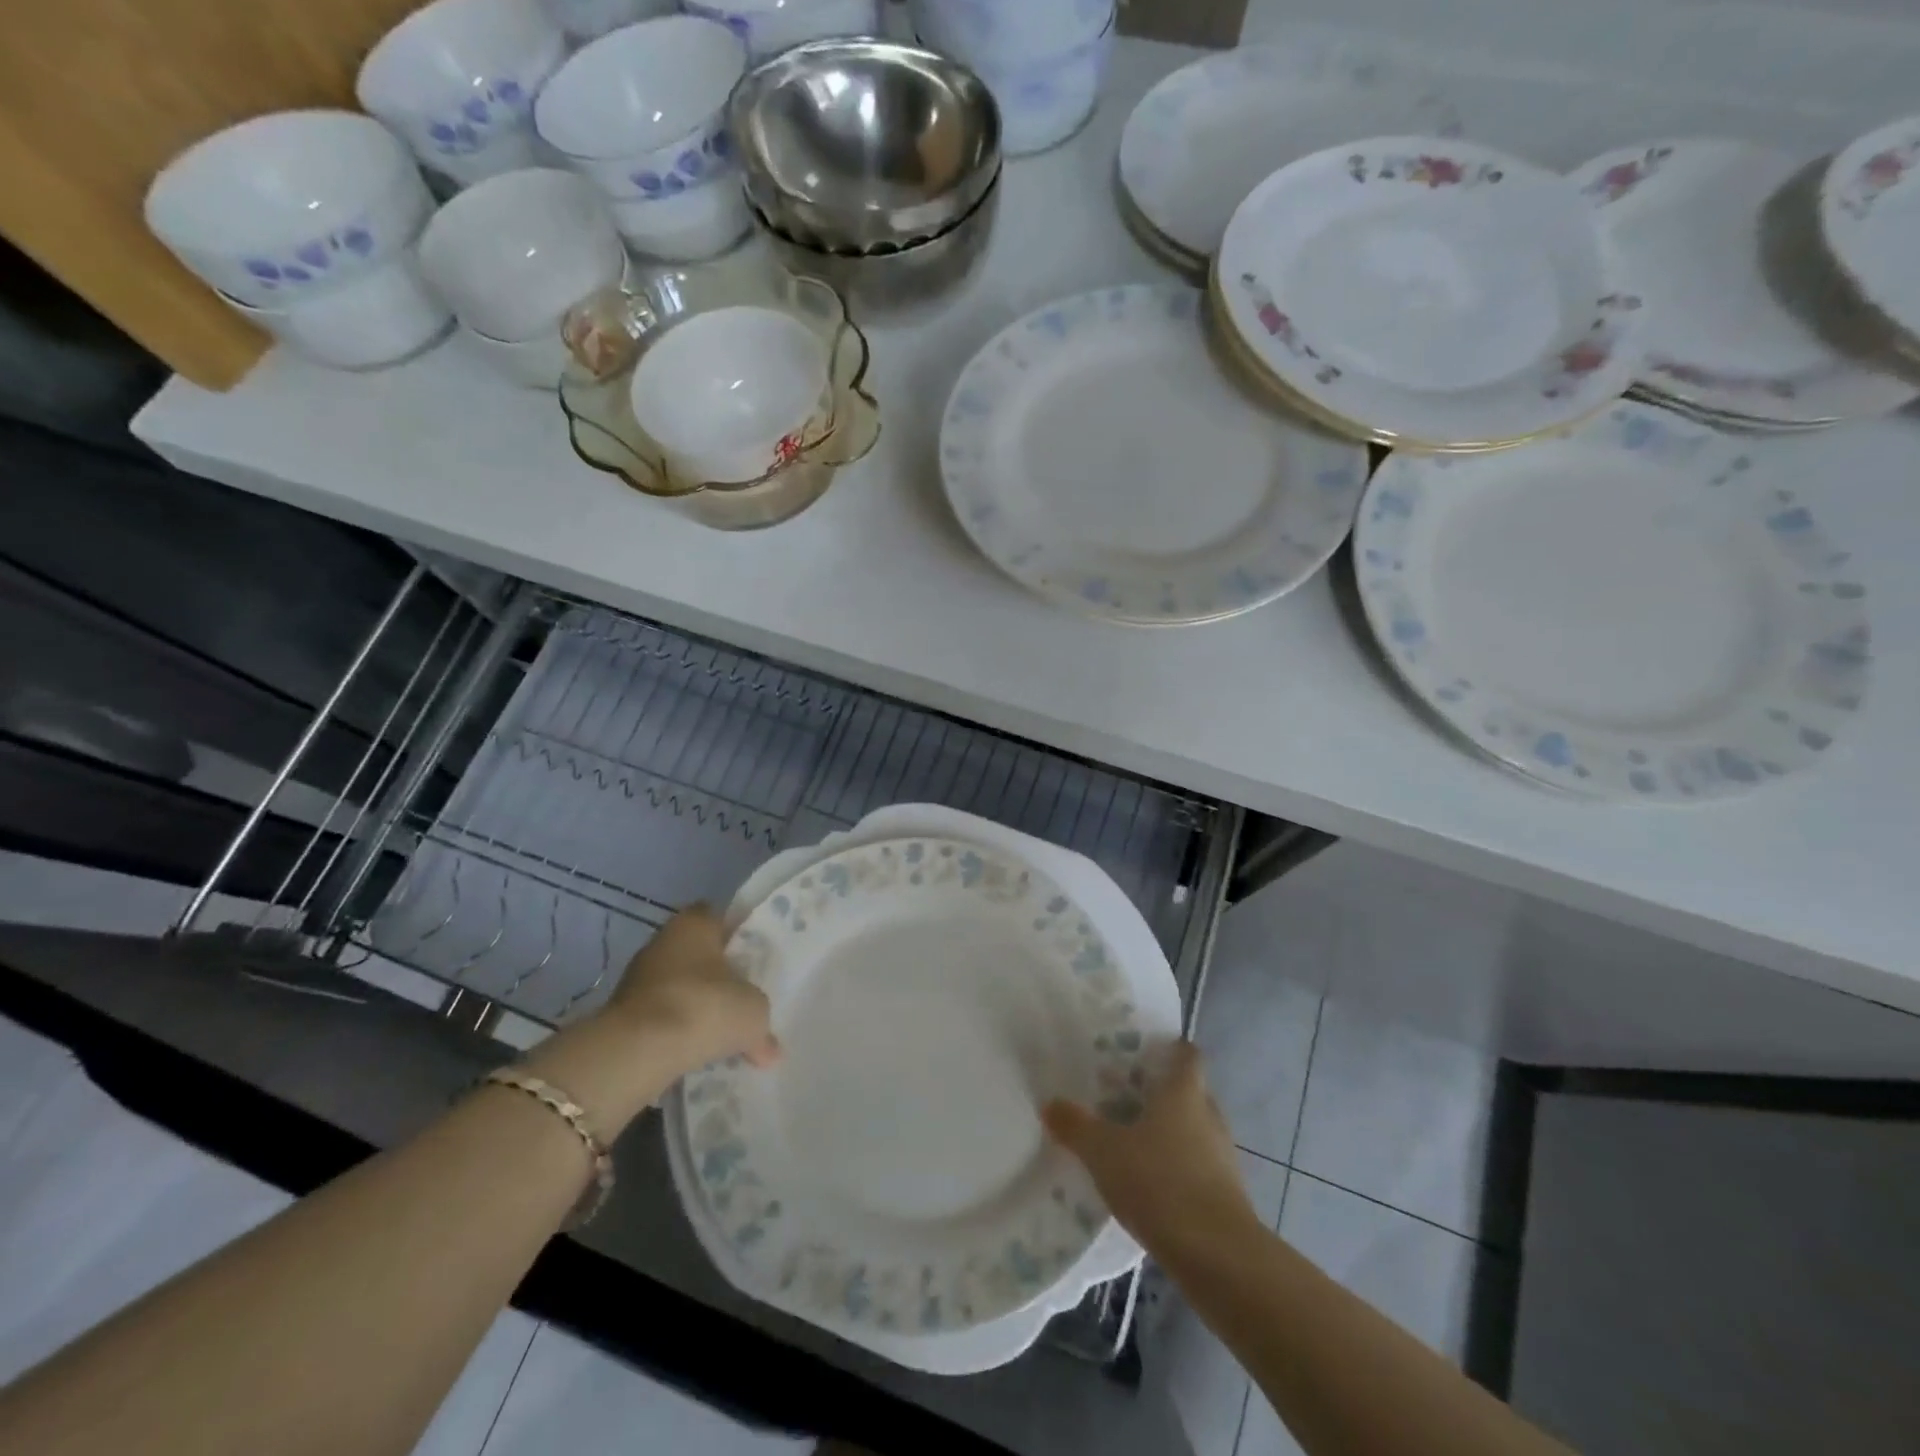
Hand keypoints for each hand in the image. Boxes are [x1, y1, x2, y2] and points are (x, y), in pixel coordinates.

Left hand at [603, 906, 779, 1081]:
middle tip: (742, 997)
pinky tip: (696, 1051)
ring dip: (696, 1005)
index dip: (738, 936)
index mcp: (695, 923)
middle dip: (718, 975)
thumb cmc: (704, 1008)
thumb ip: (762, 1020)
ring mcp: (638, 977)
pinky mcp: (623, 1012)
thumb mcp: (753, 1011)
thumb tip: (769, 1048)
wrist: (637, 1052)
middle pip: (698, 953)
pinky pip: (661, 1016)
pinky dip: (676, 1030)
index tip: (754, 960)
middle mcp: (663, 940)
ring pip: (679, 986)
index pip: (720, 917)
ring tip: (721, 1033)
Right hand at [1043, 1042, 1260, 1259]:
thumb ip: (1076, 1126)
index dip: (1168, 1049)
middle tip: (1120, 1097)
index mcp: (1184, 1092)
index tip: (1141, 1053)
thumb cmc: (1160, 1183)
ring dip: (1166, 1133)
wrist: (1218, 1257)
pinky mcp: (1227, 1194)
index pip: (1186, 1054)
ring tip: (1128, 1143)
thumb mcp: (1103, 1151)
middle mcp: (1208, 1115)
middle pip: (1187, 1092)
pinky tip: (1147, 1186)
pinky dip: (1175, 1168)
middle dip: (1157, 1094)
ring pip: (1192, 1130)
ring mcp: (1222, 1156)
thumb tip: (1050, 1104)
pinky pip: (1197, 1167)